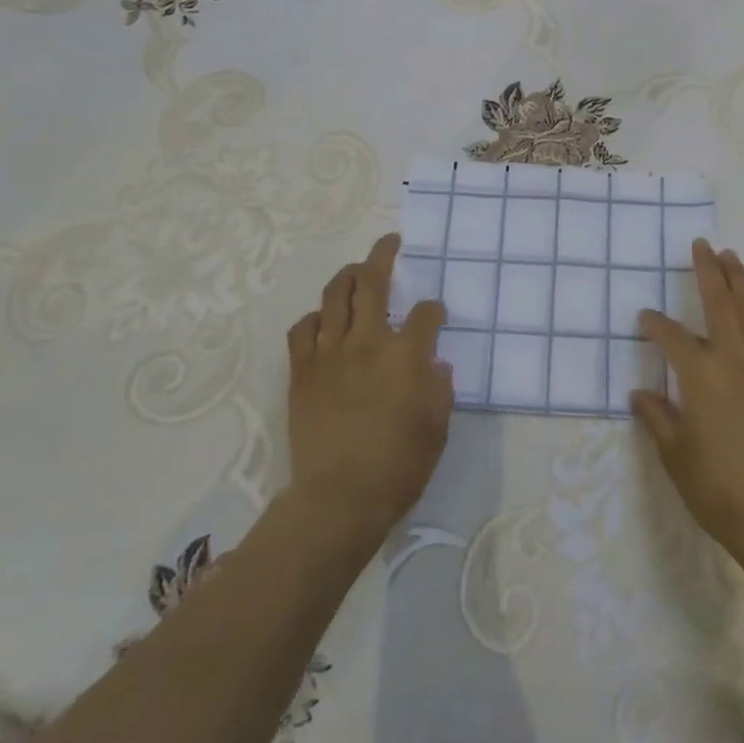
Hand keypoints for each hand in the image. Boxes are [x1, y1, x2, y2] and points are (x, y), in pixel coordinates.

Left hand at [285, 234, 451, 548]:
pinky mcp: (303, 371)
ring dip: (348, 275)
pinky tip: (324, 320)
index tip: (436, 316)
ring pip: (335, 295)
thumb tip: (435, 364)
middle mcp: (368, 342)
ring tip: (357, 269)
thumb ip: (440, 388)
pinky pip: (304, 329)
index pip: (426, 313)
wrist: (338, 499)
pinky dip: (315, 317)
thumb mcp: (437, 428)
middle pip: (373, 282)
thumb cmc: (398, 467)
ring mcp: (330, 353)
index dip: (434, 309)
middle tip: (390, 243)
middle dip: (383, 255)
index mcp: (407, 355)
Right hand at [630, 240, 743, 569]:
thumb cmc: (715, 485)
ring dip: (740, 282)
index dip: (655, 325)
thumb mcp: (673, 453)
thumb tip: (639, 393)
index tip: (644, 318)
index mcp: (701, 375)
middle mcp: (734, 360)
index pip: (672, 336)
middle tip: (702, 244)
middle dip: (709, 271)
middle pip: (720, 303)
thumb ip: (656, 416)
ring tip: (732, 258)